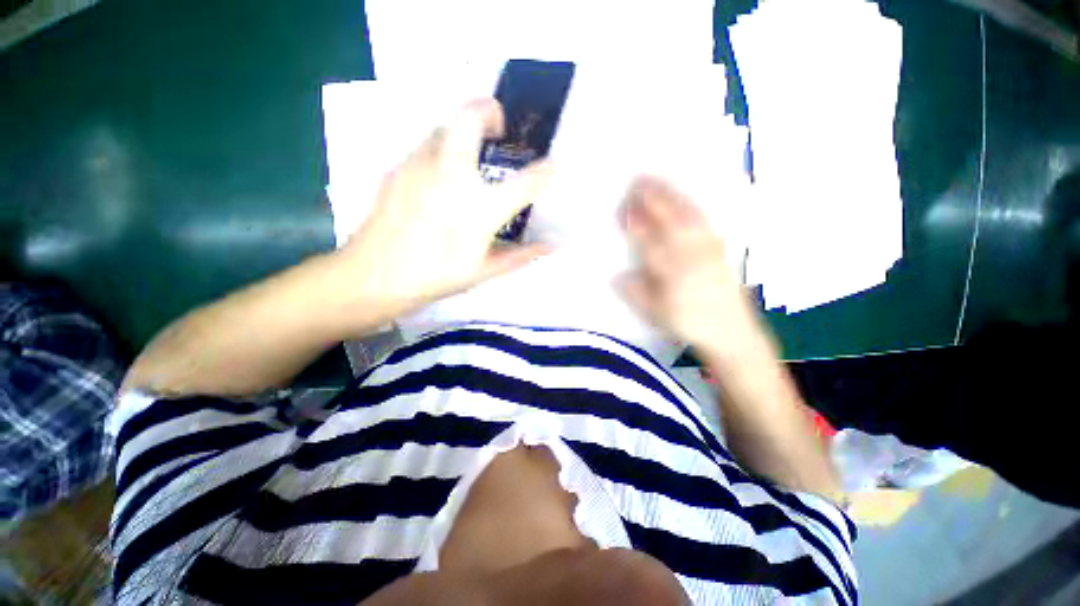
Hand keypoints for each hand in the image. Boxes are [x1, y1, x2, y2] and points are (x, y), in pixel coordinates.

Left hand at [338, 99, 552, 319]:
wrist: (374, 275)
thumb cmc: (436, 276)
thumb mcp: (484, 271)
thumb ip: (520, 255)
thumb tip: (550, 247)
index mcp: (480, 208)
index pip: (525, 181)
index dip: (545, 172)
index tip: (551, 166)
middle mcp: (452, 175)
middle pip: (471, 118)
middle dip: (489, 110)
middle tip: (499, 126)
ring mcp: (421, 165)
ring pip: (445, 126)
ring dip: (463, 130)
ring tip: (471, 155)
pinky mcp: (399, 167)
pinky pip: (426, 145)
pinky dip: (442, 150)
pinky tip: (440, 177)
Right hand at [616, 177, 769, 359]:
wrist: (730, 331)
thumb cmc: (688, 322)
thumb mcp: (656, 313)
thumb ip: (636, 293)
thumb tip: (618, 275)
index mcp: (672, 272)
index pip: (648, 241)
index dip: (635, 224)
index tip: (623, 209)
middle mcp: (691, 255)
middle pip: (670, 220)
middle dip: (653, 199)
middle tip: (637, 180)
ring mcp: (708, 248)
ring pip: (687, 215)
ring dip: (671, 196)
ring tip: (657, 182)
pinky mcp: (720, 247)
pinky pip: (704, 221)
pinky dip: (691, 205)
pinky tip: (682, 198)